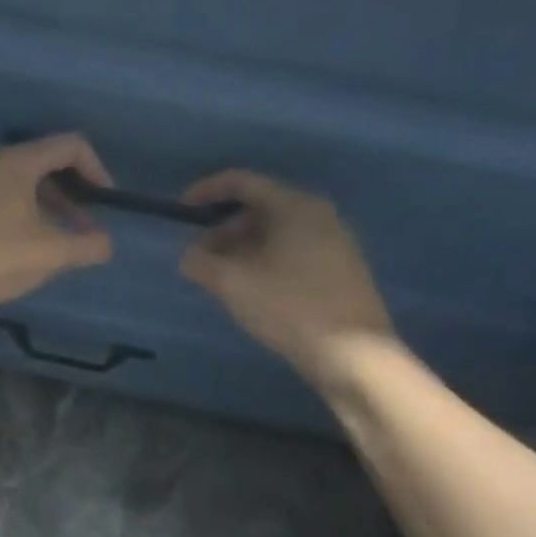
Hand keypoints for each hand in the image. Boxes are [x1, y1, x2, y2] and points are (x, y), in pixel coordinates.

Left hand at [0, 133, 114, 313]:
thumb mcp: (50, 254)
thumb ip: (86, 246)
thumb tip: (104, 244)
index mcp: (14, 161)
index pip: (68, 145)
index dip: (96, 169)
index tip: (104, 201)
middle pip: (38, 166)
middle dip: (66, 197)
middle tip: (79, 231)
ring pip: (9, 186)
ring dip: (37, 209)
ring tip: (45, 245)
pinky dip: (6, 215)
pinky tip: (6, 249)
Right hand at [179, 170, 396, 390]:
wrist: (354, 354)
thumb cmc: (289, 307)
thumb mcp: (233, 283)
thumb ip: (201, 262)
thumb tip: (189, 255)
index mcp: (295, 206)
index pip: (244, 182)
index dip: (208, 189)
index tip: (181, 206)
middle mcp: (319, 215)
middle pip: (261, 208)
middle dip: (223, 229)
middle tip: (200, 257)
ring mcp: (335, 243)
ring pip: (277, 233)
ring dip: (242, 249)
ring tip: (221, 279)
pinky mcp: (340, 270)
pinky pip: (292, 252)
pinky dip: (264, 261)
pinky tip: (252, 291)